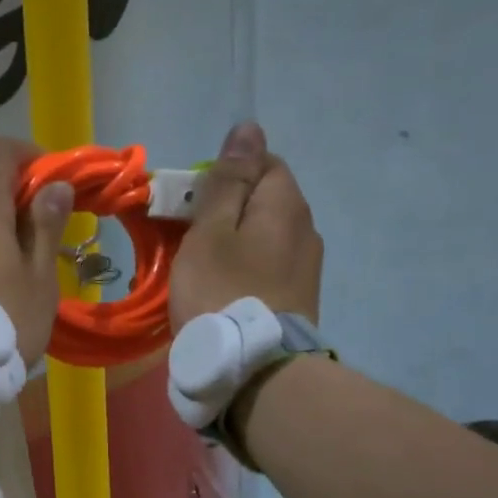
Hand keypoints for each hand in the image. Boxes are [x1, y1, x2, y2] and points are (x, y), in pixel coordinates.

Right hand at [169, 122, 323, 330]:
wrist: (256, 368)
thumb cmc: (222, 291)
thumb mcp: (211, 231)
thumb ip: (227, 181)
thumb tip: (248, 129)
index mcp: (285, 204)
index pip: (263, 162)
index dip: (225, 174)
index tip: (194, 201)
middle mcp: (306, 229)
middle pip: (264, 200)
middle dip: (228, 209)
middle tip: (190, 236)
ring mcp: (307, 267)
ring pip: (266, 236)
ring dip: (235, 241)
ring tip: (203, 266)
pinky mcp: (300, 298)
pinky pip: (269, 266)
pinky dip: (246, 268)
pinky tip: (224, 289)